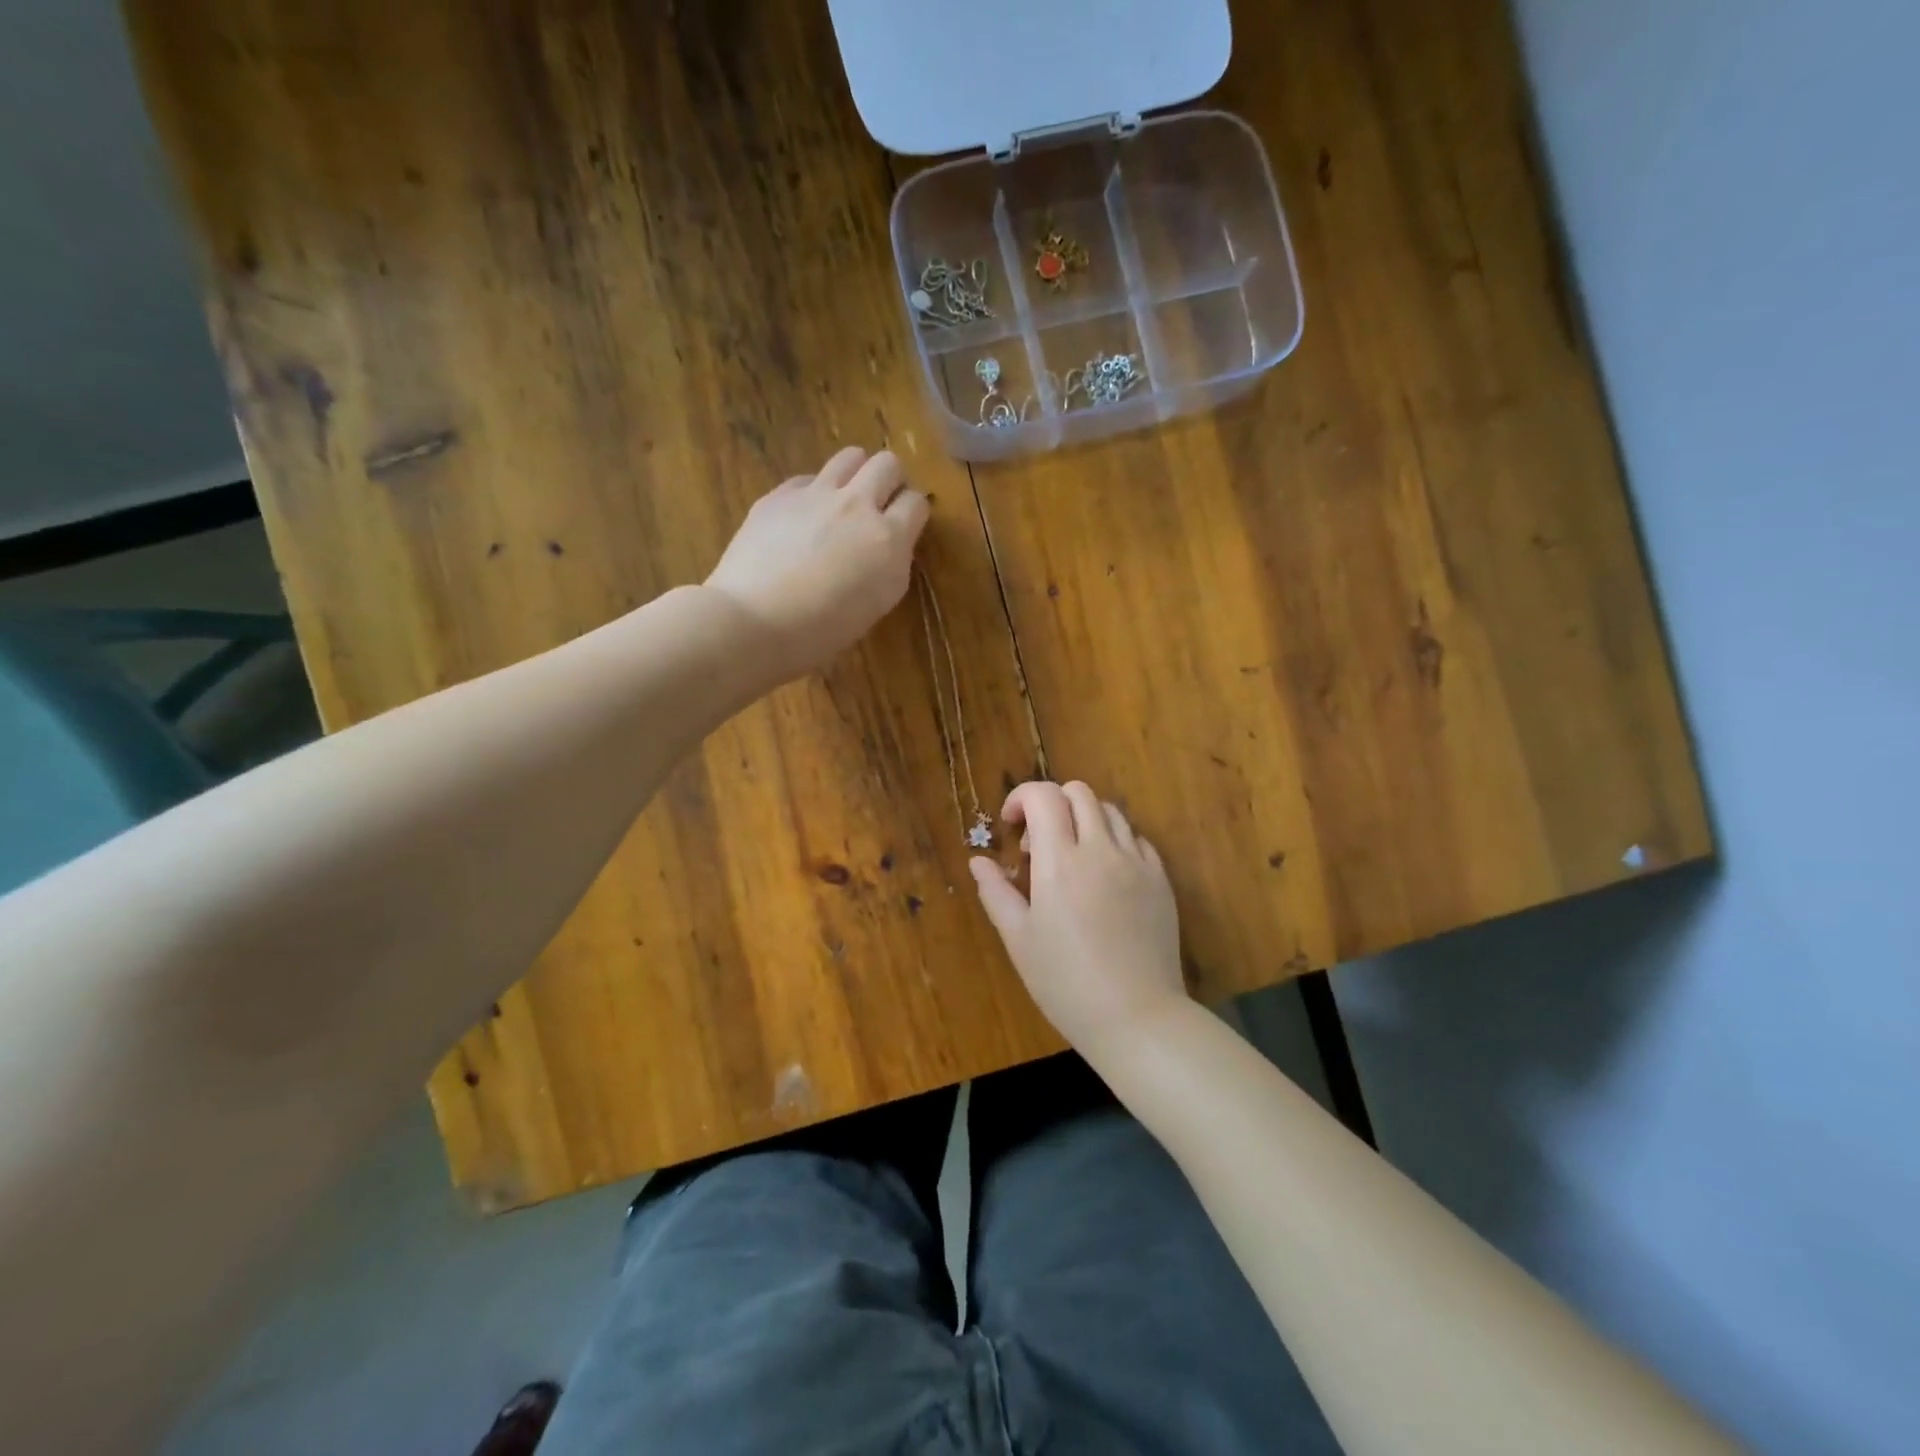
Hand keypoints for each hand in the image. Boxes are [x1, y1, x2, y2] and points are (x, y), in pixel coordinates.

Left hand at [705, 447, 929, 677]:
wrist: (755, 621)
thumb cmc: (822, 630)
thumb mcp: (877, 603)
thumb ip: (891, 564)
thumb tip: (889, 544)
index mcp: (888, 538)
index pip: (917, 502)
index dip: (913, 512)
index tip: (904, 525)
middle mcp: (857, 505)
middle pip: (887, 464)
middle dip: (890, 480)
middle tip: (880, 504)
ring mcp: (816, 494)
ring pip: (850, 457)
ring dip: (856, 473)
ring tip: (845, 500)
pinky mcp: (780, 495)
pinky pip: (808, 478)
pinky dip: (814, 492)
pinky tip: (803, 518)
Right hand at [970, 781, 1189, 1063]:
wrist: (1136, 1016)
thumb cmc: (1066, 982)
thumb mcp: (1019, 940)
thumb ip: (996, 893)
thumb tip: (978, 861)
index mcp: (1061, 862)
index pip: (1043, 796)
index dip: (1021, 798)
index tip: (1012, 827)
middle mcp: (1101, 850)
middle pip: (1078, 792)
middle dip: (1052, 804)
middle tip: (1040, 846)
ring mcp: (1137, 862)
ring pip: (1110, 810)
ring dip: (1084, 820)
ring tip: (1073, 859)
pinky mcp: (1161, 879)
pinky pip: (1136, 839)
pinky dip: (1114, 841)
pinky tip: (1105, 876)